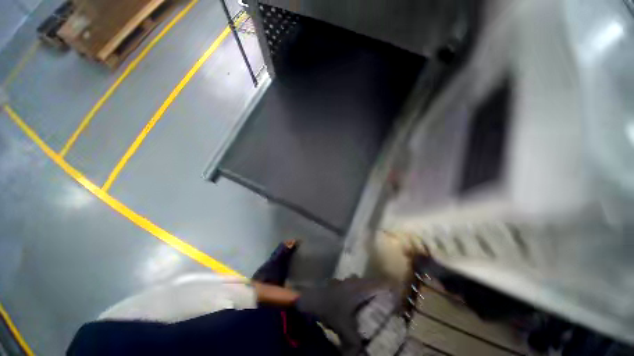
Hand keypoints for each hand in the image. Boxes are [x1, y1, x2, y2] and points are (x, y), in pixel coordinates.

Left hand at [295, 277, 390, 355]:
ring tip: (378, 303)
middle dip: (384, 291)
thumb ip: (355, 342)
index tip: (401, 296)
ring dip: (372, 291)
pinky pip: (357, 285)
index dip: (393, 288)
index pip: (381, 283)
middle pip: (375, 282)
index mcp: (360, 288)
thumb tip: (360, 354)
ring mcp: (348, 280)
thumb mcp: (344, 328)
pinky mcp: (343, 283)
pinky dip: (363, 292)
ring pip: (365, 283)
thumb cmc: (330, 309)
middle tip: (391, 303)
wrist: (311, 299)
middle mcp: (356, 281)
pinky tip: (360, 303)